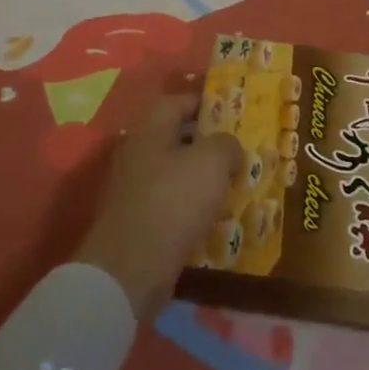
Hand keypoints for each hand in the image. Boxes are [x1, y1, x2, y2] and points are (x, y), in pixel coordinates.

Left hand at [74, 94, 241, 320]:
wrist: (132, 267)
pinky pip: (169, 204)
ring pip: (173, 173)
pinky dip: (191, 207)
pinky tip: (213, 218)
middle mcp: (137, 154)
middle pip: (174, 138)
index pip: (175, 102)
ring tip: (232, 185)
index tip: (229, 111)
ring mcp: (133, 190)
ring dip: (200, 177)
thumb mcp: (212, 162)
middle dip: (206, 143)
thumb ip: (226, 144)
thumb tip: (229, 149)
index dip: (202, 102)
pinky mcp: (136, 222)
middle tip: (236, 151)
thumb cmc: (174, 201)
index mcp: (150, 131)